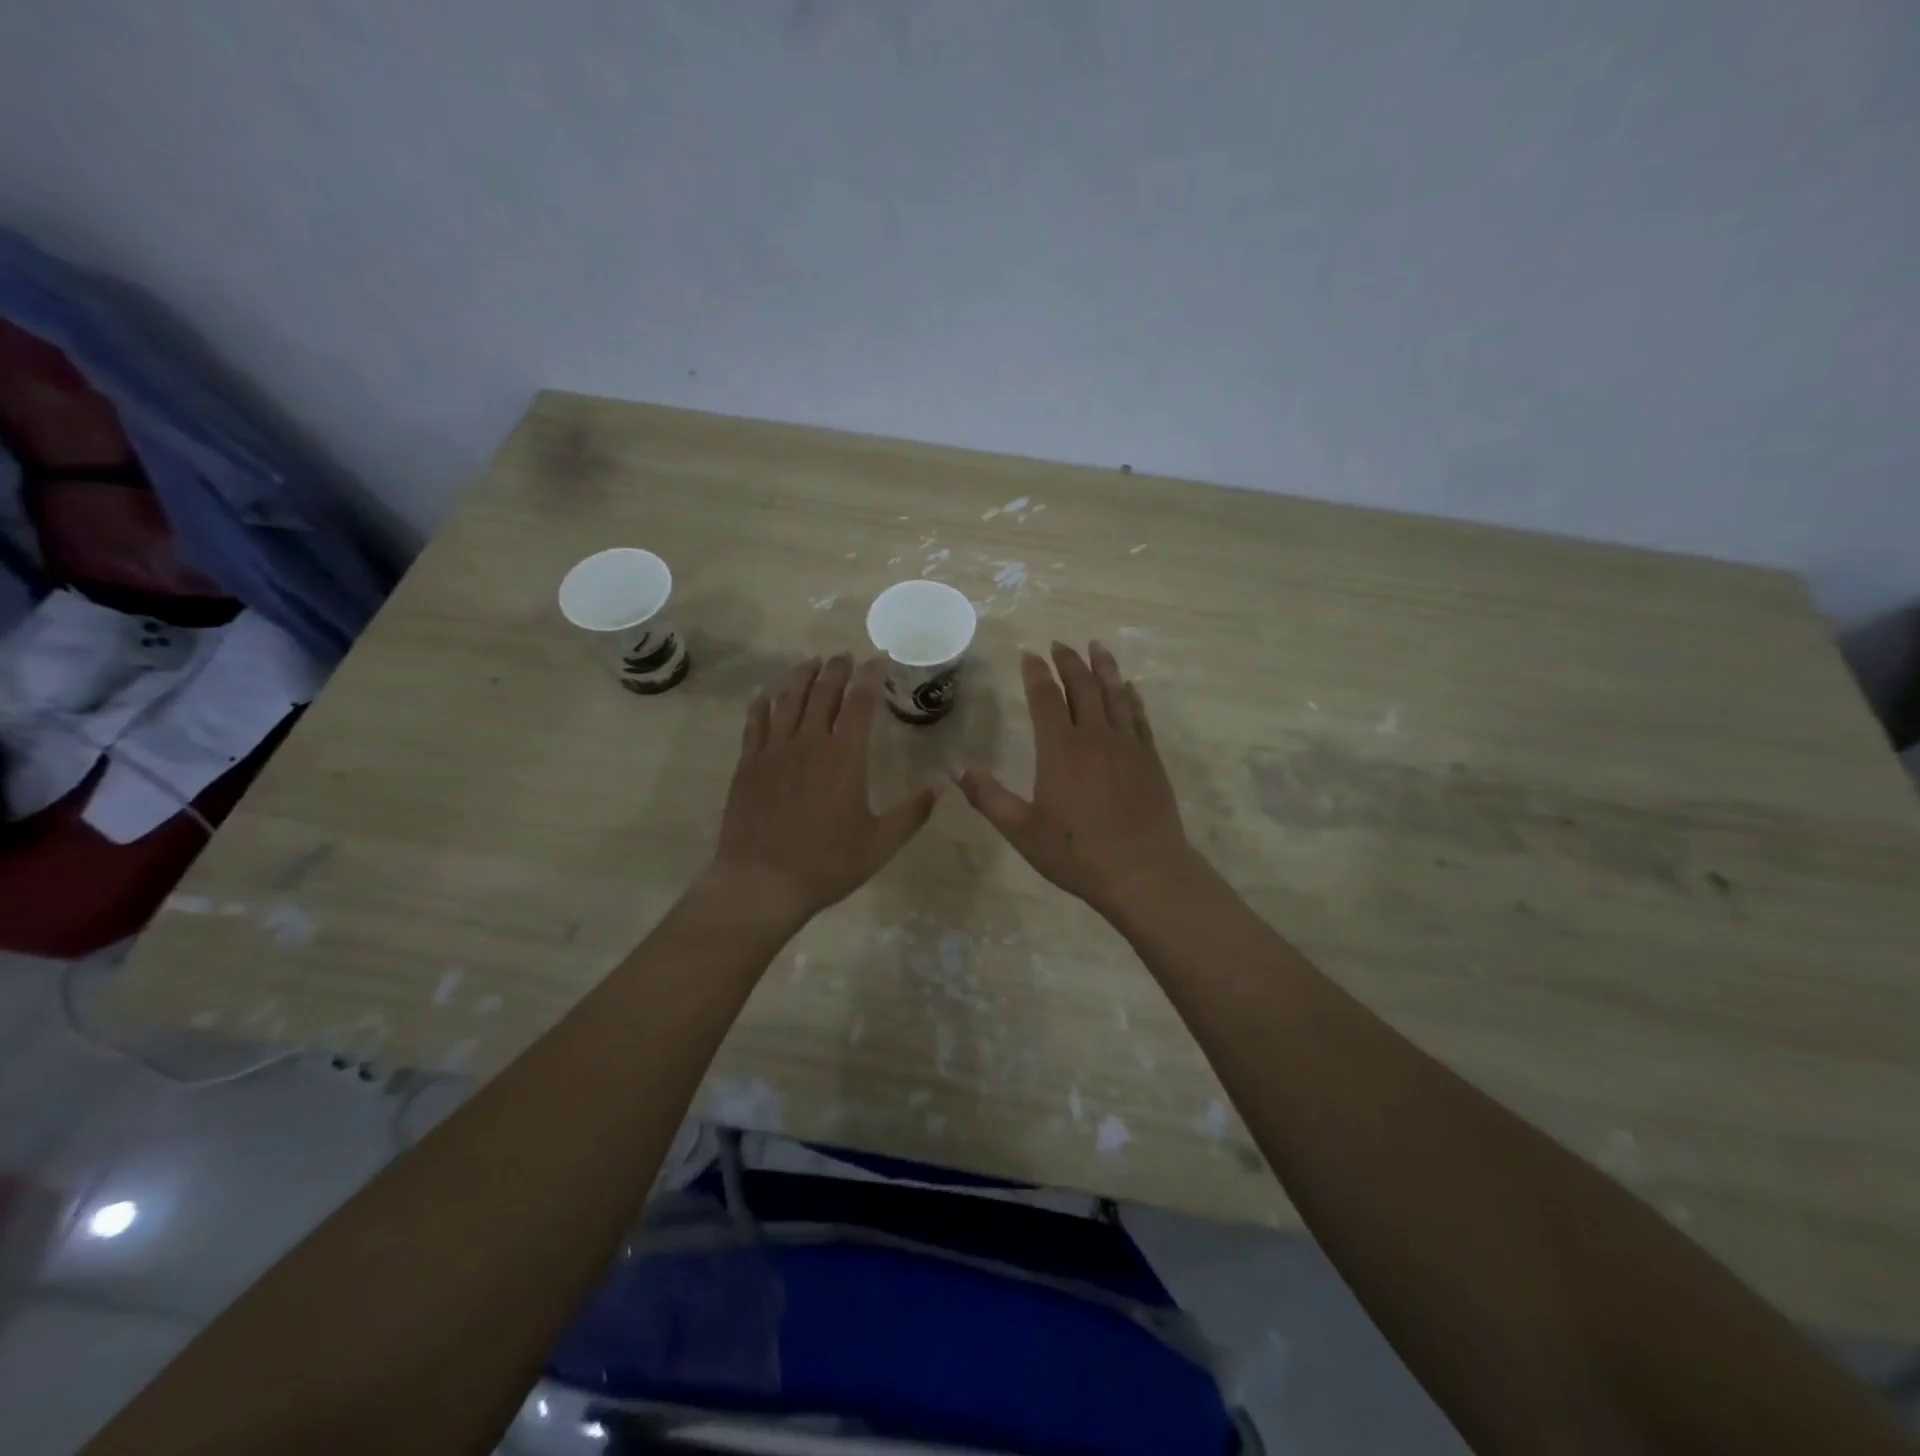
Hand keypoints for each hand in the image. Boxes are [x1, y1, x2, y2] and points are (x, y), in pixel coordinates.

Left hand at [708, 654, 937, 929]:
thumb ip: (913, 813)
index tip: (880, 657)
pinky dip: (761, 704)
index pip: (860, 701)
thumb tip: (941, 786)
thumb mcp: (880, 844)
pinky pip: (754, 724)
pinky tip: (763, 695)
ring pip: (787, 699)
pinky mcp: (748, 765)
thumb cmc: (827, 864)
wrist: (761, 883)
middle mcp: (808, 742)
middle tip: (845, 655)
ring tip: (811, 662)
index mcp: (844, 757)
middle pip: (822, 691)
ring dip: (801, 676)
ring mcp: (774, 751)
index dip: (870, 675)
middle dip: (836, 668)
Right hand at [955, 641, 1195, 914]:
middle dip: (1069, 662)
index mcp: (1060, 749)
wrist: (1143, 871)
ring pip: (1115, 694)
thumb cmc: (1076, 852)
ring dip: (1104, 667)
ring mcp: (1127, 745)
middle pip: (1082, 687)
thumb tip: (954, 768)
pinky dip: (1132, 697)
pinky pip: (1139, 716)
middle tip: (1060, 643)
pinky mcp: (1150, 758)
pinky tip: (1130, 688)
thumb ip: (988, 797)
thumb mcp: (1022, 830)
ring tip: (1097, 646)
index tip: (1029, 654)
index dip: (1036, 673)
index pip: (1045, 698)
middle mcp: (1095, 736)